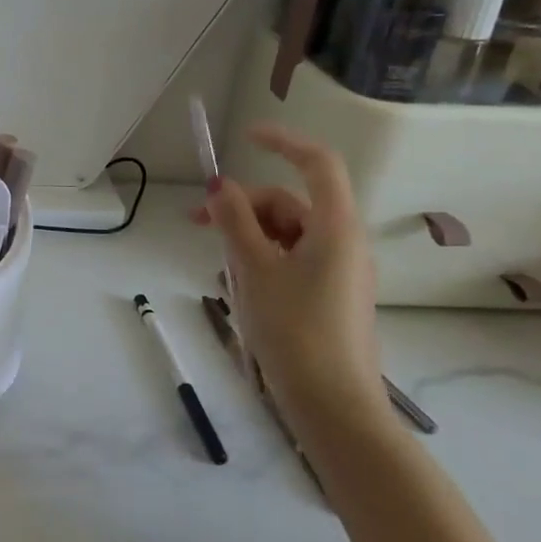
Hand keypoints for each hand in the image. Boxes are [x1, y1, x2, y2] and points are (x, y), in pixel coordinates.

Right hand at [200, 126, 383, 437]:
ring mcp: (340, 270)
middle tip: (196, 223)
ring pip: (288, 232)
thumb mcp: (254, 270)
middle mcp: (344, 242)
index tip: (245, 137)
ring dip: (249, 234)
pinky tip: (239, 282)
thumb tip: (217, 187)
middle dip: (243, 205)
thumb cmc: (294, 329)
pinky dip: (263, 257)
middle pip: (290, 203)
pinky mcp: (330, 294)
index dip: (283, 142)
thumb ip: (234, 222)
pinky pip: (293, 258)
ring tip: (217, 261)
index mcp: (335, 228)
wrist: (332, 404)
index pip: (317, 164)